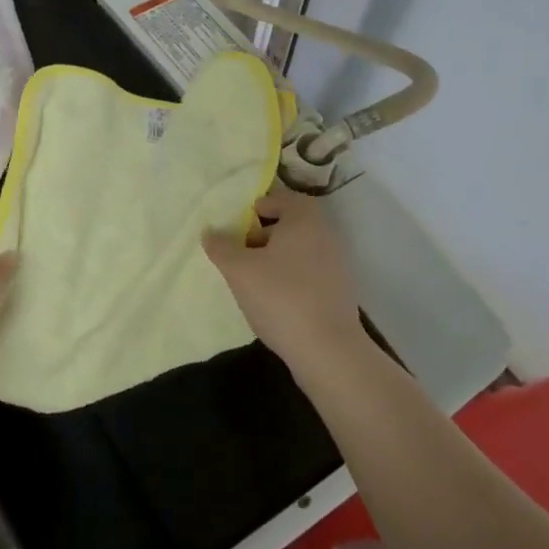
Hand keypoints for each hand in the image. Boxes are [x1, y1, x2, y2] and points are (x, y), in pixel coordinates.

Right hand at [204, 187, 365, 375]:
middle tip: (239, 249)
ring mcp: (336, 264)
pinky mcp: (338, 291)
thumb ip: (221, 246)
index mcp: (304, 219)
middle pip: (291, 223)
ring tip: (251, 277)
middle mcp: (325, 234)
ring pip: (299, 249)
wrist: (327, 350)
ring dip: (275, 257)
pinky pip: (308, 271)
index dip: (257, 206)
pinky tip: (272, 298)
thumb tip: (210, 232)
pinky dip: (290, 276)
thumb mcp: (239, 270)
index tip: (237, 224)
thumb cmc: (280, 297)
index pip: (282, 197)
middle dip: (263, 233)